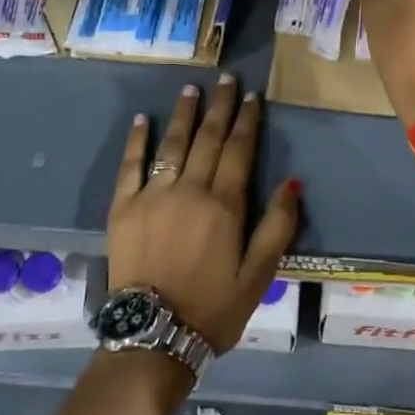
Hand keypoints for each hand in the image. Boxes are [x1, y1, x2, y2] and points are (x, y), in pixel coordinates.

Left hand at [108, 74, 299, 354]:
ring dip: (183, 114)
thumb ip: (277, 226)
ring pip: (171, 145)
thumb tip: (292, 182)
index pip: (239, 151)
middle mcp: (188, 190)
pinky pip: (130, 166)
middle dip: (219, 106)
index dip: (247, 121)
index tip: (252, 96)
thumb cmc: (213, 308)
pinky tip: (142, 120)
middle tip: (226, 78)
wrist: (153, 336)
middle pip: (207, 139)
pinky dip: (137, 141)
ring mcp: (152, 196)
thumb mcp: (258, 275)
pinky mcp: (122, 208)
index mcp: (224, 205)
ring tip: (192, 89)